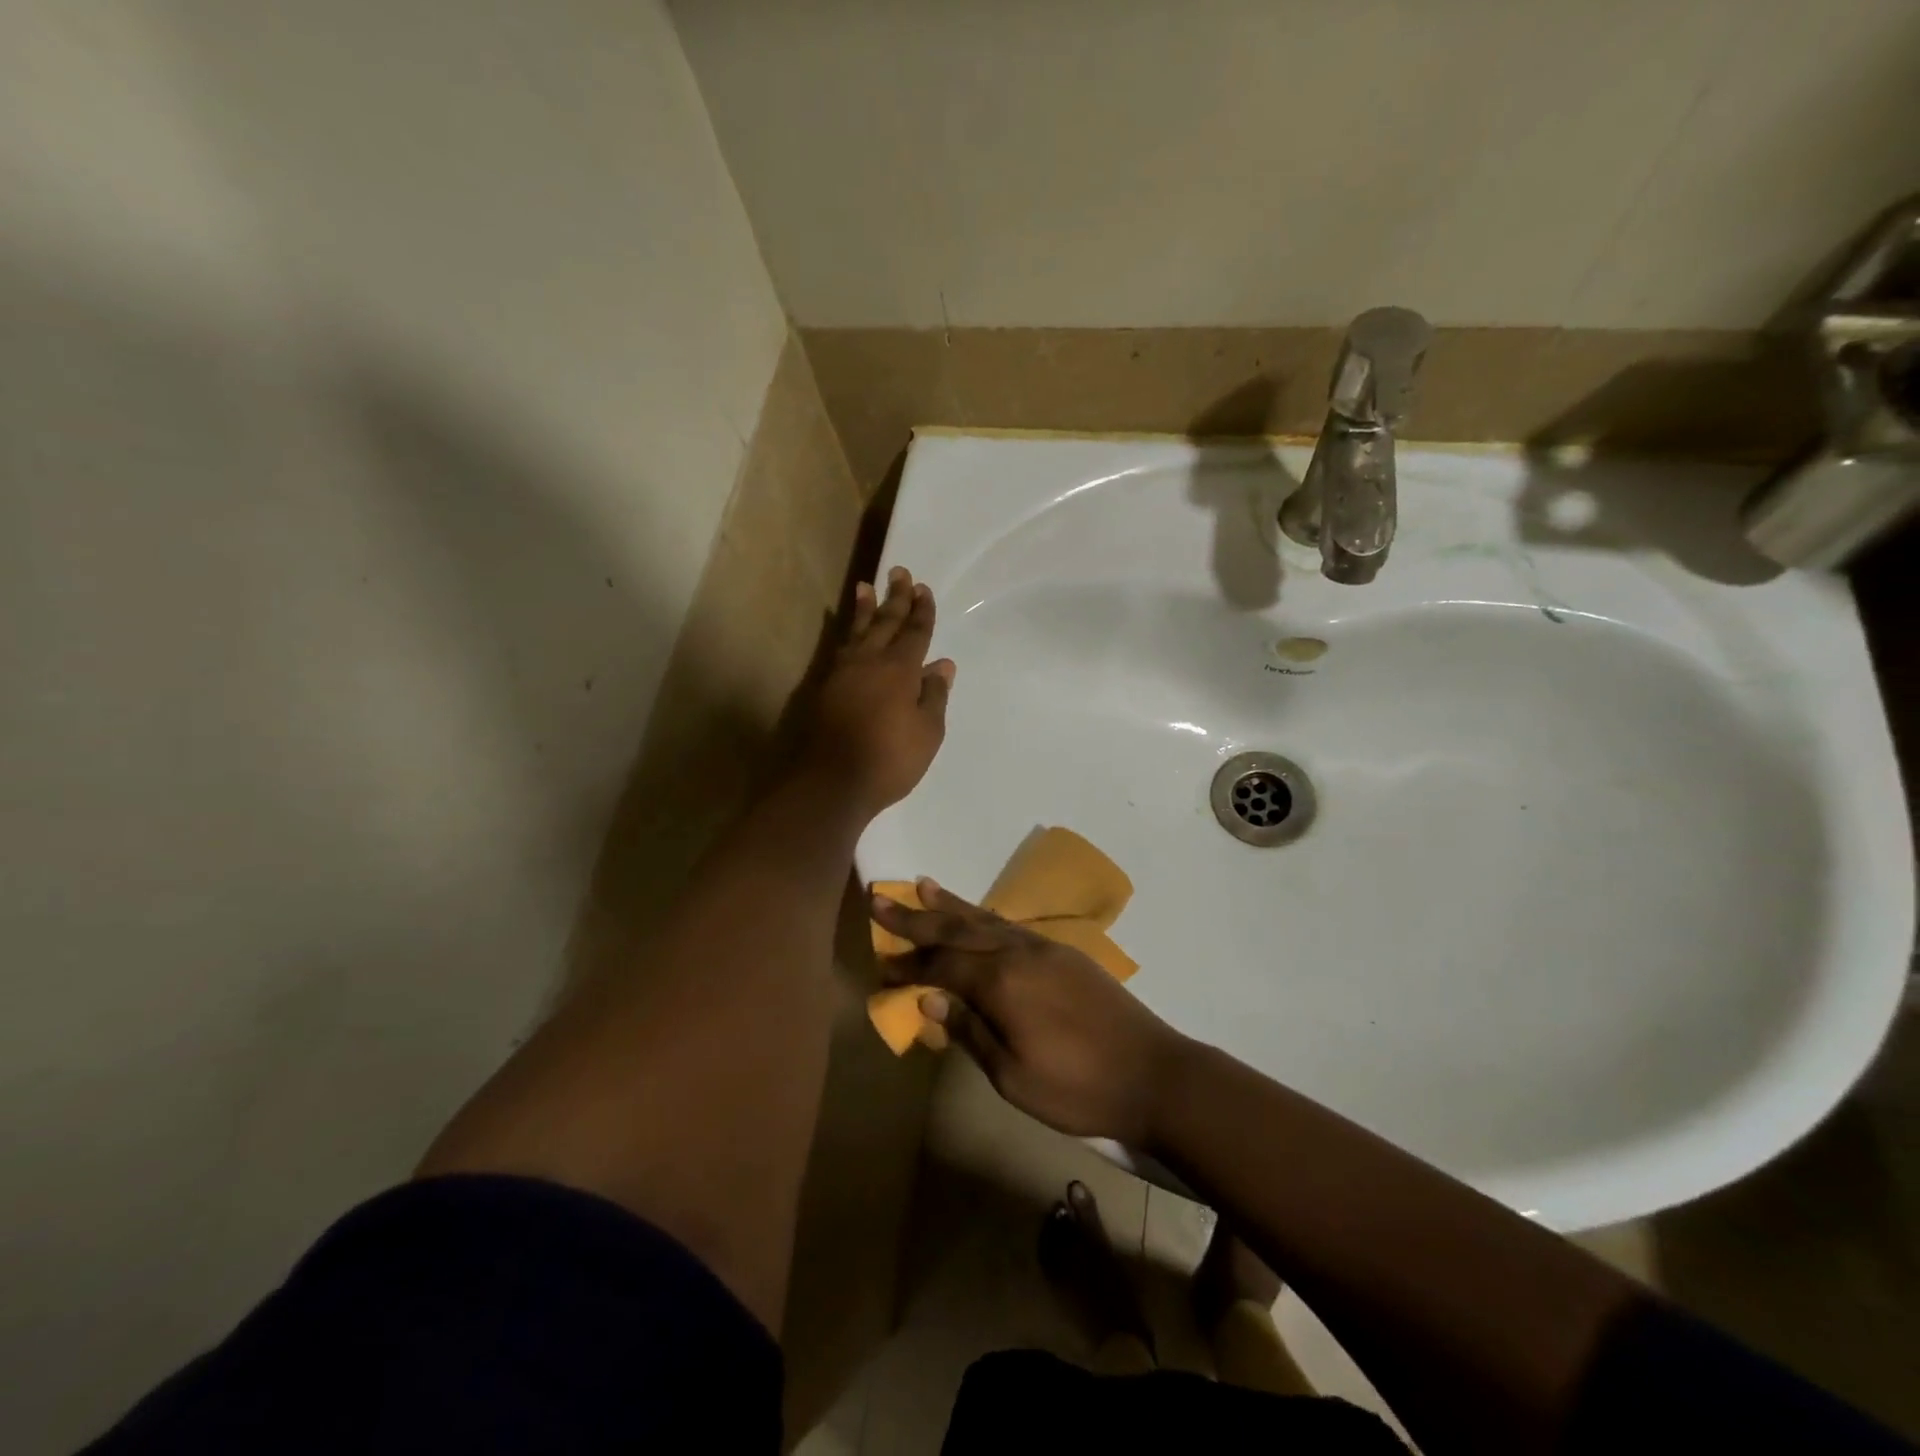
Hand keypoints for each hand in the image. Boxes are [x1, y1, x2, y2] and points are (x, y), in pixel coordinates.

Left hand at [802, 567, 954, 819]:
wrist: (832, 782)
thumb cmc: (889, 759)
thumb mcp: (927, 732)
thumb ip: (934, 695)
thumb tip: (943, 665)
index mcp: (900, 669)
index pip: (915, 632)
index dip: (922, 611)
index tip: (923, 588)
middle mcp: (870, 662)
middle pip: (885, 622)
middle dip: (895, 597)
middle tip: (899, 572)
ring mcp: (843, 673)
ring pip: (857, 631)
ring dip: (864, 608)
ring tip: (864, 586)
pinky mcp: (825, 688)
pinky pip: (840, 648)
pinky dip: (846, 632)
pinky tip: (847, 631)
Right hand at [872, 879, 1186, 1145]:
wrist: (1153, 1074)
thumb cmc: (1077, 1087)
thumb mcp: (1012, 1076)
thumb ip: (969, 1030)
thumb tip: (928, 996)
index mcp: (1002, 982)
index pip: (941, 965)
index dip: (907, 965)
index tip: (878, 963)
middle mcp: (1018, 952)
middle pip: (957, 930)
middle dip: (916, 918)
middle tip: (881, 900)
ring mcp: (1044, 948)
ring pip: (986, 920)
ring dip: (950, 905)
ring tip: (922, 885)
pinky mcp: (1064, 953)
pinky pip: (1011, 926)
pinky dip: (985, 917)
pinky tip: (976, 917)